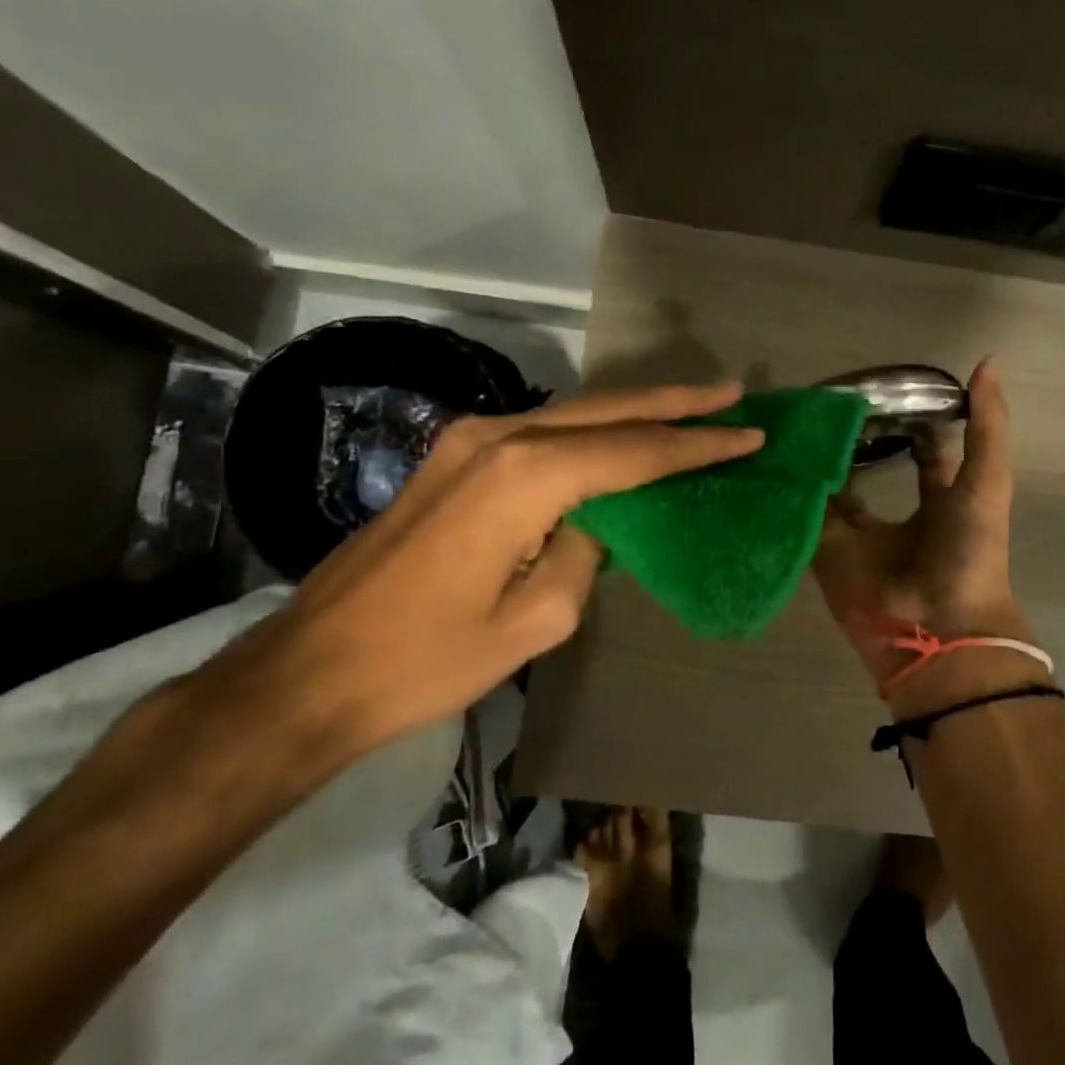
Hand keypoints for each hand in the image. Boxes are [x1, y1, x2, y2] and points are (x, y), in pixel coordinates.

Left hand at [201, 382, 763, 761]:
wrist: (314, 670)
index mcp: (526, 476)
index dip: (697, 445)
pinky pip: (542, 430)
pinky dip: (592, 430)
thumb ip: (587, 550)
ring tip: (692, 409)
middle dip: (675, 403)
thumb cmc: (431, 658)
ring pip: (574, 412)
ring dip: (634, 411)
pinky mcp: (454, 457)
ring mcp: (469, 440)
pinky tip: (620, 436)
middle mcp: (499, 437)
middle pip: (607, 410)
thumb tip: (600, 516)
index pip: (635, 451)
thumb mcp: (539, 618)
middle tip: (731, 394)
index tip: (750, 434)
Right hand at [813, 358, 1031, 700]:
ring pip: (834, 486)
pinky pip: (807, 515)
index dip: (910, 417)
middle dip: (855, 435)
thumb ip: (986, 425)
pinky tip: (778, 452)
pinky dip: (795, 490)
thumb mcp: (987, 480)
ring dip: (820, 458)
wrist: (937, 624)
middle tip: (829, 397)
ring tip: (798, 416)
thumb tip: (989, 361)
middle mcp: (897, 511)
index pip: (924, 449)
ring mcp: (859, 533)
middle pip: (871, 463)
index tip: (886, 385)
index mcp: (940, 497)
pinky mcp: (827, 551)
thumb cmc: (969, 550)